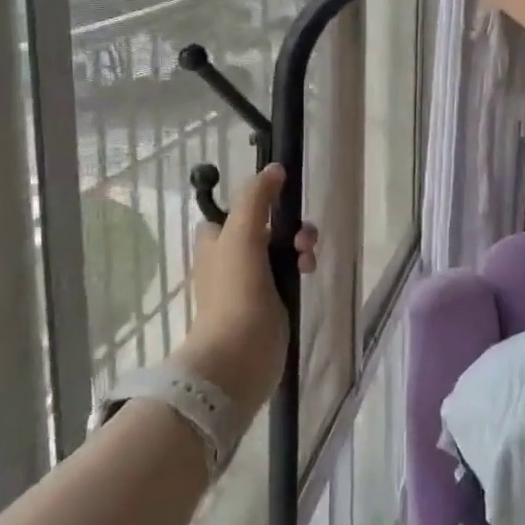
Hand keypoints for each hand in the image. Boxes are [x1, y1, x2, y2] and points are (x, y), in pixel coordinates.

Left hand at [176, 164, 318, 424]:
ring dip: (300, 245)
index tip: (278, 200)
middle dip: (289, 225)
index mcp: (215, 243)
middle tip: (303, 234)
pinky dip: (300, 268)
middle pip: (264, 228)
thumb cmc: (235, 291)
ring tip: (309, 256)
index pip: (231, 212)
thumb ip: (256, 198)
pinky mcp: (270, 304)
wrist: (239, 355)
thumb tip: (274, 169)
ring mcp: (251, 284)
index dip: (254, 203)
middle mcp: (231, 260)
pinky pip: (288, 274)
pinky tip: (309, 272)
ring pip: (281, 250)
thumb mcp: (242, 234)